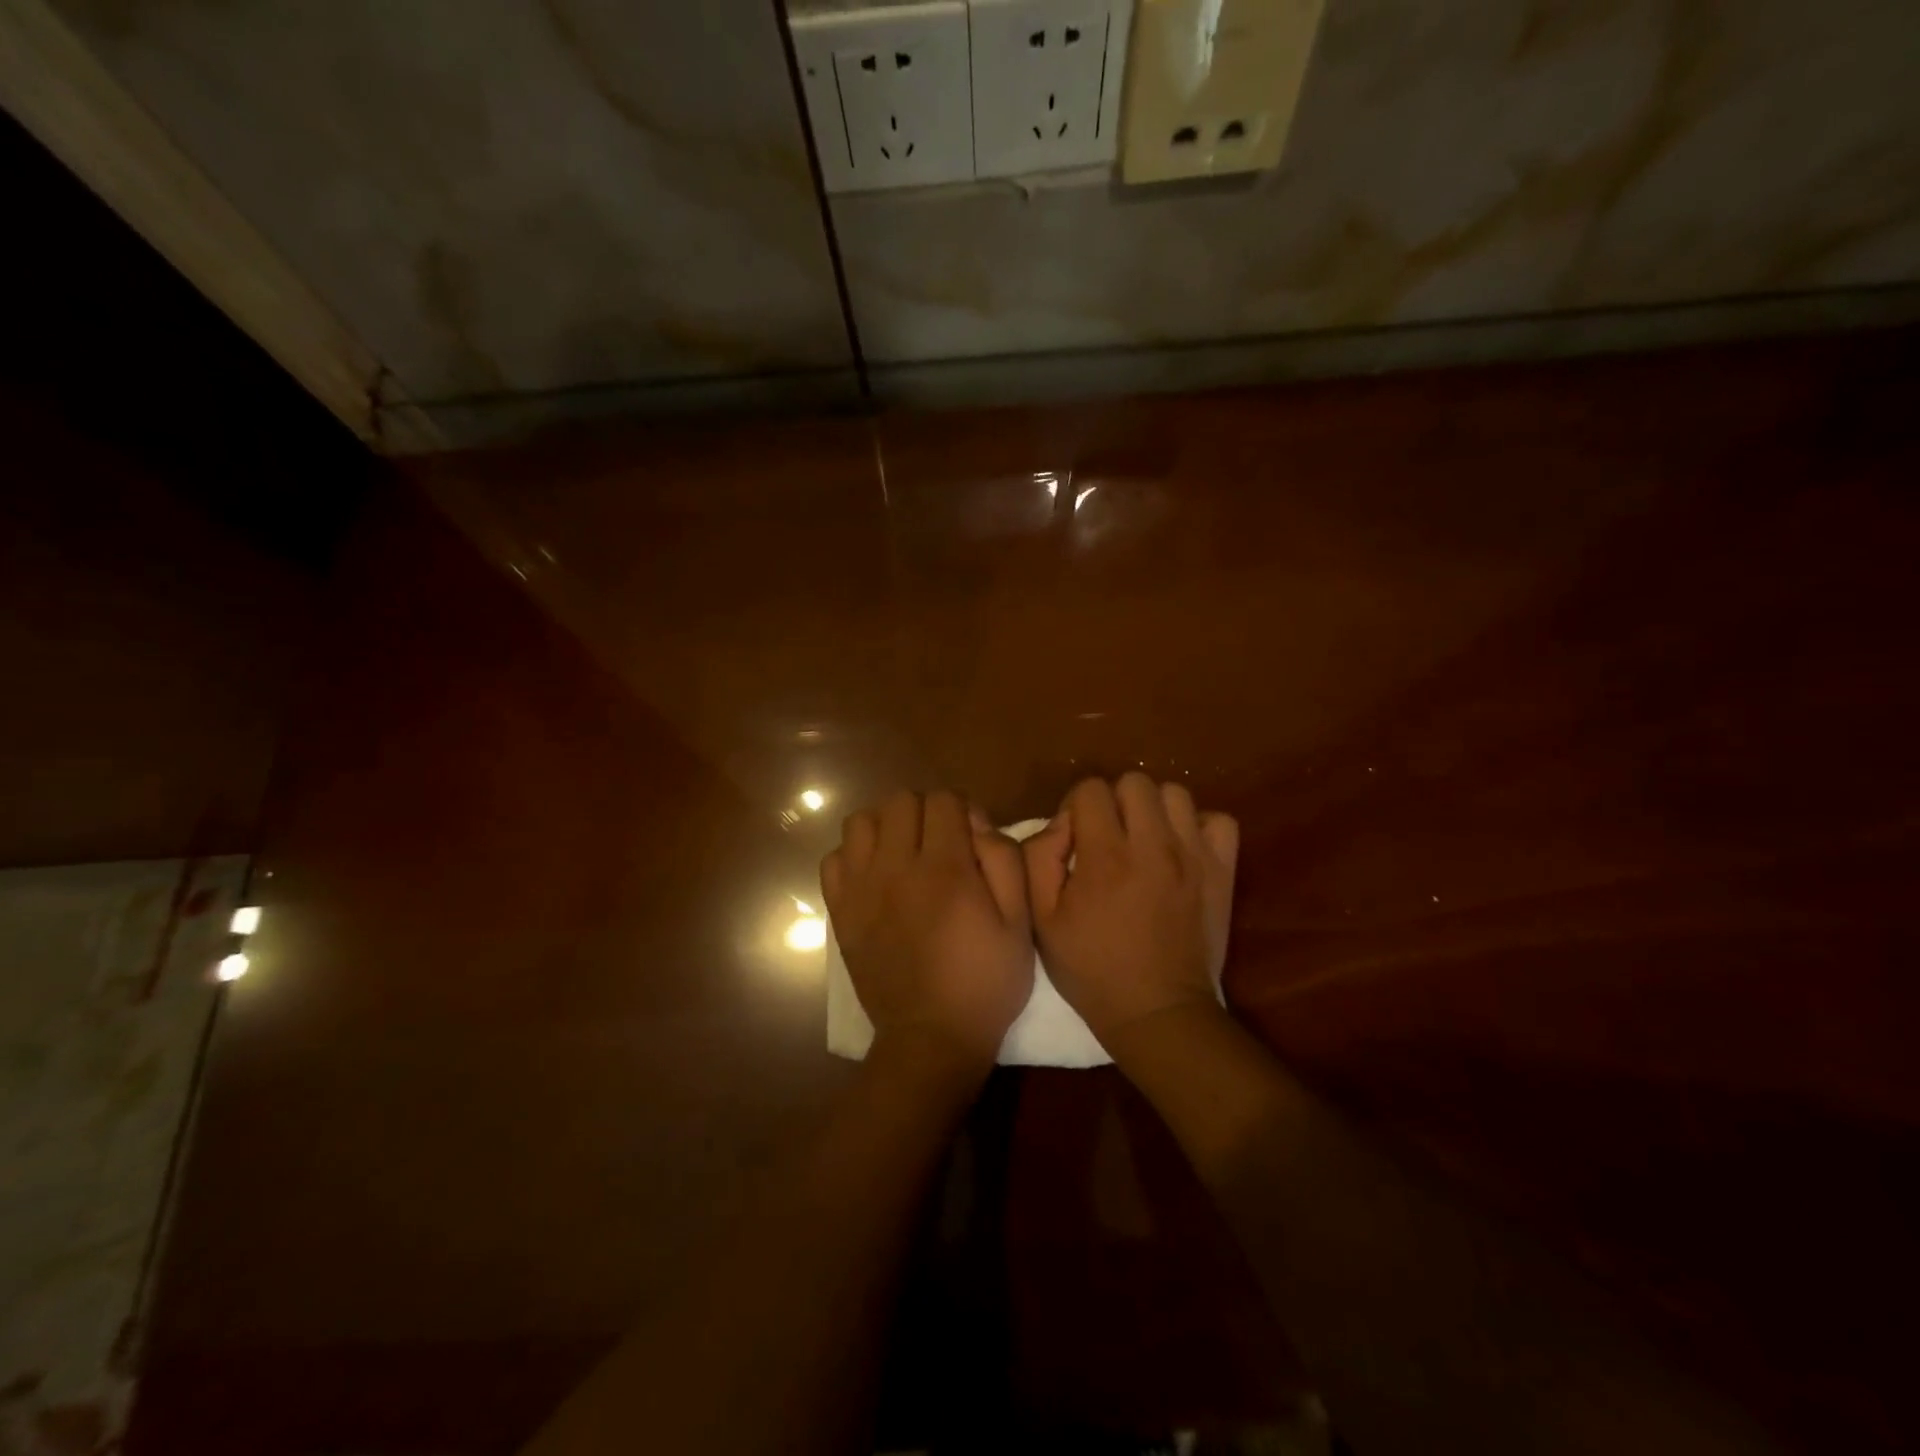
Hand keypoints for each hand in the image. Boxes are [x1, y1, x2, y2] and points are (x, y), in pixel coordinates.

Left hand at [822, 790, 1034, 1079]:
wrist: (930, 1038)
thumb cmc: (984, 983)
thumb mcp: (1019, 923)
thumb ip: (1004, 861)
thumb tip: (977, 824)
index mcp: (945, 869)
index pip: (943, 800)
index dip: (962, 811)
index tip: (971, 839)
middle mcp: (896, 868)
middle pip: (900, 801)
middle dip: (925, 812)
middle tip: (939, 844)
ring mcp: (861, 888)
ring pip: (861, 821)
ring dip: (886, 827)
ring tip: (903, 853)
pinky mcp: (840, 910)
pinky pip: (834, 858)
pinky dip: (853, 857)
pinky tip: (874, 877)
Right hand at [1023, 773, 1239, 1048]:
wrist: (1157, 1011)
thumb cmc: (1091, 968)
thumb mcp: (1042, 919)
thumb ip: (1038, 858)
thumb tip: (1062, 823)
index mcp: (1105, 856)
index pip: (1091, 789)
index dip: (1076, 808)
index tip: (1076, 840)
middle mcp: (1153, 845)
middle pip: (1134, 782)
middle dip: (1114, 802)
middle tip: (1109, 837)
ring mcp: (1194, 856)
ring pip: (1175, 793)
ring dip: (1154, 810)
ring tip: (1145, 841)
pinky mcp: (1222, 871)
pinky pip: (1219, 821)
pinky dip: (1199, 827)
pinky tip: (1181, 850)